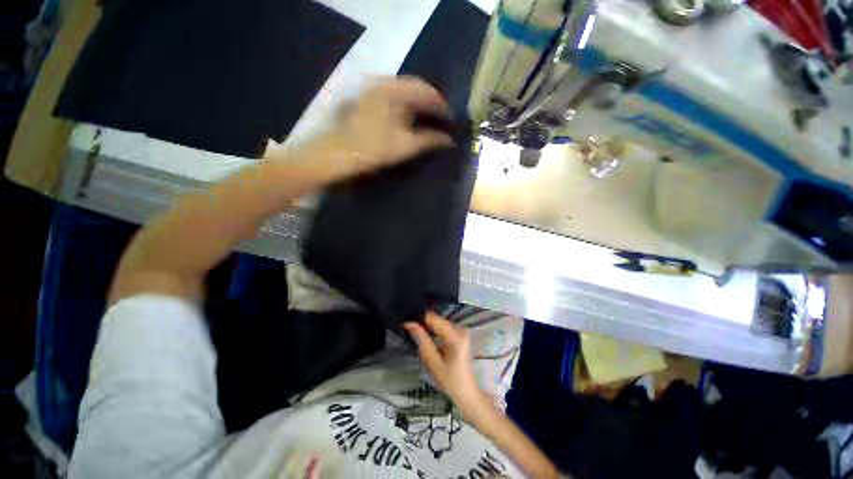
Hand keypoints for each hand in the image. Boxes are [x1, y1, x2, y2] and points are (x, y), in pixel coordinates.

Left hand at [327, 77, 454, 173]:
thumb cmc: (375, 148)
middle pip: (414, 87)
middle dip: (429, 103)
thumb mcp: (407, 145)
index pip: (426, 90)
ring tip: (427, 118)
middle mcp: (383, 82)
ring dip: (417, 104)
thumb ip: (430, 140)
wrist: (338, 153)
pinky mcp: (365, 99)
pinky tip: (408, 118)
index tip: (450, 118)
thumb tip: (449, 140)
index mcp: (395, 89)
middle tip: (440, 118)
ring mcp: (372, 89)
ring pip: (403, 92)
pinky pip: (392, 97)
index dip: (441, 104)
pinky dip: (404, 105)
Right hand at [404, 312, 485, 411]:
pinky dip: (436, 331)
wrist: (466, 391)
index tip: (408, 326)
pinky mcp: (461, 334)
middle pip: (436, 319)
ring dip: (429, 328)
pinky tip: (431, 341)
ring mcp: (462, 330)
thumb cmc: (449, 380)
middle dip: (424, 325)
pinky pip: (444, 327)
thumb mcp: (432, 362)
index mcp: (455, 335)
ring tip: (421, 338)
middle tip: (413, 334)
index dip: (419, 320)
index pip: (433, 318)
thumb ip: (422, 340)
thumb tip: (410, 324)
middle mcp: (460, 329)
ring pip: (439, 322)